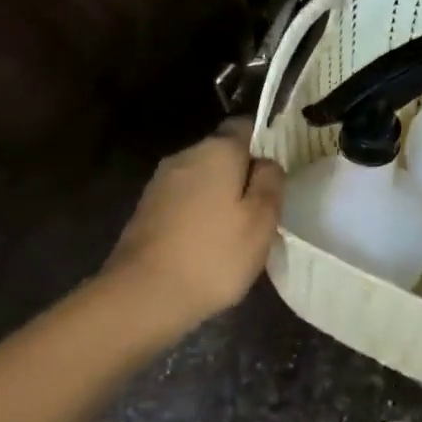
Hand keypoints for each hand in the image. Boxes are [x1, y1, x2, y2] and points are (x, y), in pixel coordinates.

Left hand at [103, 119, 283, 328]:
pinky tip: (207, 244)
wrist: (143, 295)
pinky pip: (183, 201)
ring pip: (202, 179)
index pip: (246, 126)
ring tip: (236, 233)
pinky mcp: (146, 210)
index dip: (265, 145)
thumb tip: (266, 162)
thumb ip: (271, 182)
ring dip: (219, 197)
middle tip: (262, 211)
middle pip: (222, 154)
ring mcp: (160, 183)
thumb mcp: (262, 220)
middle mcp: (184, 156)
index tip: (277, 175)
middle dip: (242, 175)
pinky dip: (198, 214)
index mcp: (216, 150)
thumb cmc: (214, 255)